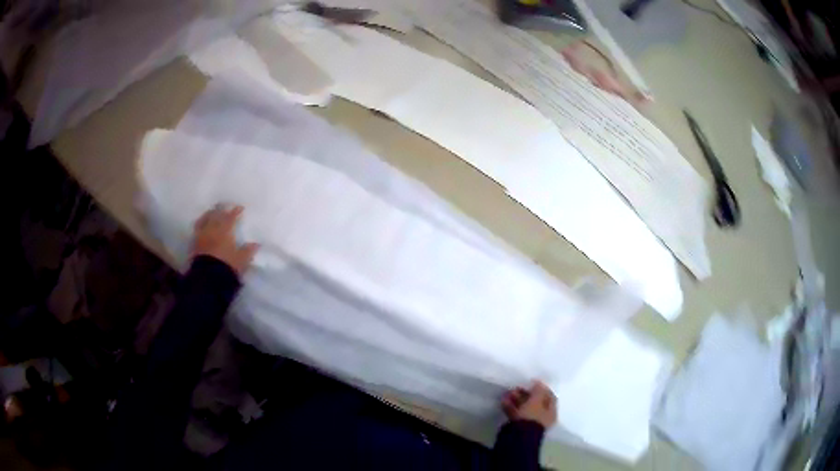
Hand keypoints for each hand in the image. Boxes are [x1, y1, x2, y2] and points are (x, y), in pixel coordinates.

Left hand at [191, 205, 258, 276]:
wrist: (208, 277)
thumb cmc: (227, 266)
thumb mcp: (242, 260)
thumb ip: (248, 251)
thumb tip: (256, 244)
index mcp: (225, 231)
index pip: (231, 217)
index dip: (236, 211)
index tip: (240, 208)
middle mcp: (212, 229)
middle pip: (215, 215)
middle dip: (220, 209)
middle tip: (223, 206)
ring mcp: (202, 236)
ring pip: (204, 220)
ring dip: (208, 215)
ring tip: (210, 212)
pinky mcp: (194, 244)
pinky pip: (197, 230)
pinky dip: (200, 225)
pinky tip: (202, 226)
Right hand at [501, 381, 556, 428]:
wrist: (518, 436)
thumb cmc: (531, 416)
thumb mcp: (536, 400)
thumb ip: (538, 390)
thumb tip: (538, 383)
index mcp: (551, 412)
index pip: (550, 397)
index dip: (542, 388)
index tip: (533, 382)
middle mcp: (542, 417)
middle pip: (535, 402)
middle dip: (526, 394)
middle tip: (517, 387)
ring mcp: (529, 422)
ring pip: (524, 408)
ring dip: (517, 399)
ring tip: (508, 393)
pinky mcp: (518, 426)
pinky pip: (515, 414)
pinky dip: (510, 407)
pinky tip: (503, 401)